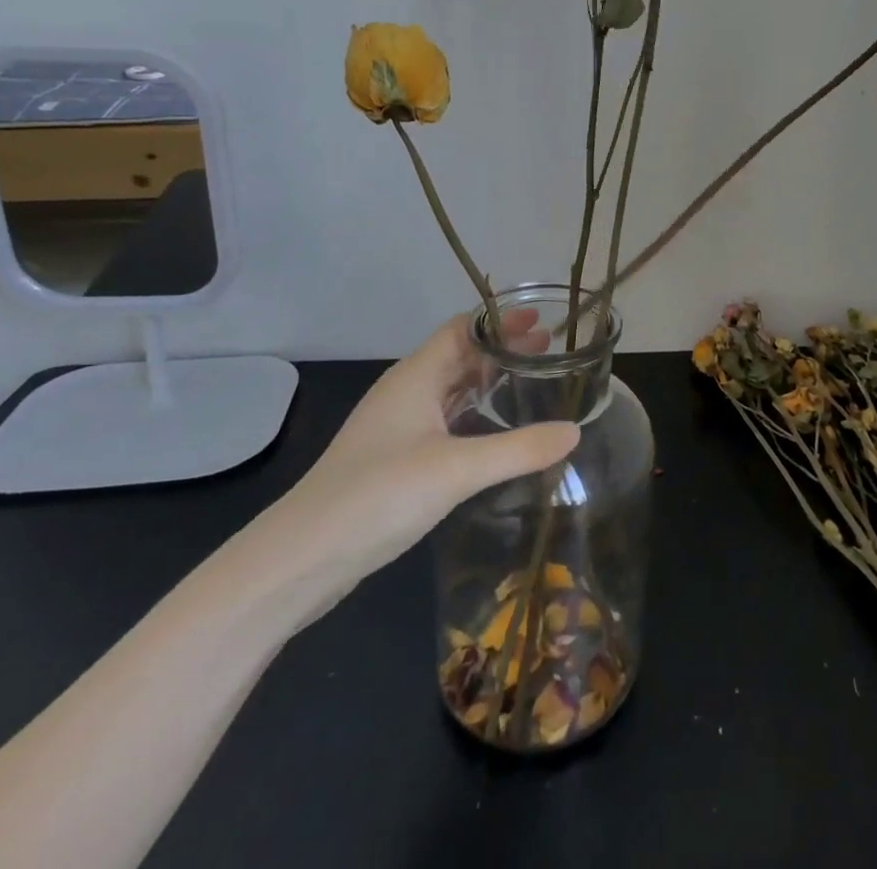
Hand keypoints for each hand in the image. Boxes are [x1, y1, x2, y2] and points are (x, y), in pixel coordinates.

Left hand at [232, 314, 578, 630]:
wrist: (302, 557)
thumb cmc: (379, 494)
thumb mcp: (456, 469)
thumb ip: (519, 450)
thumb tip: (575, 431)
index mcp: (415, 377)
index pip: (462, 329)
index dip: (500, 321)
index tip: (542, 320)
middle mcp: (405, 392)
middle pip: (458, 355)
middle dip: (501, 349)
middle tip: (547, 350)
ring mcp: (396, 427)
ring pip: (449, 389)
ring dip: (487, 380)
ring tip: (528, 383)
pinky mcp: (393, 459)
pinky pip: (442, 420)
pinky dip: (472, 413)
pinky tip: (492, 433)